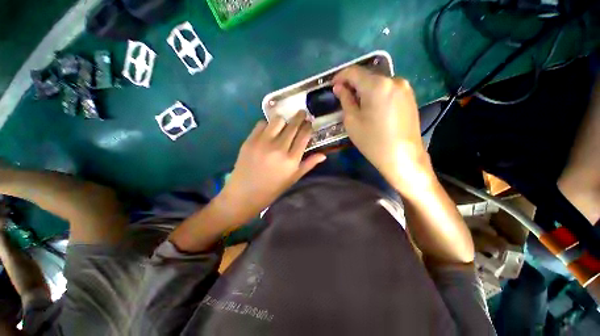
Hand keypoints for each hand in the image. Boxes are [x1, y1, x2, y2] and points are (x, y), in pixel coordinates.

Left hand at [217, 112, 325, 222]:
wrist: (245, 193)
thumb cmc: (272, 188)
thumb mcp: (293, 178)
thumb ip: (308, 164)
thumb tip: (324, 155)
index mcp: (291, 160)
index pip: (304, 136)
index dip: (308, 126)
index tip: (310, 122)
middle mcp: (279, 148)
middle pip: (293, 124)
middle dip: (300, 116)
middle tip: (302, 113)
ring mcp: (263, 143)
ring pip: (278, 120)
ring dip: (284, 120)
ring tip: (284, 124)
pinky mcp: (250, 140)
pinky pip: (261, 124)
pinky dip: (267, 125)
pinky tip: (269, 131)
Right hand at [332, 66, 432, 192]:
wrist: (403, 157)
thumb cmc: (373, 141)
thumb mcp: (352, 121)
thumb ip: (345, 100)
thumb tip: (339, 87)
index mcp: (377, 85)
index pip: (354, 71)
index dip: (340, 76)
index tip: (332, 85)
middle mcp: (394, 80)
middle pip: (367, 76)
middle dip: (353, 84)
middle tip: (343, 97)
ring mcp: (405, 88)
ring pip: (378, 83)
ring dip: (365, 90)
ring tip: (357, 104)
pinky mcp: (410, 97)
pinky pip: (388, 90)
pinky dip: (376, 94)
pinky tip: (372, 108)